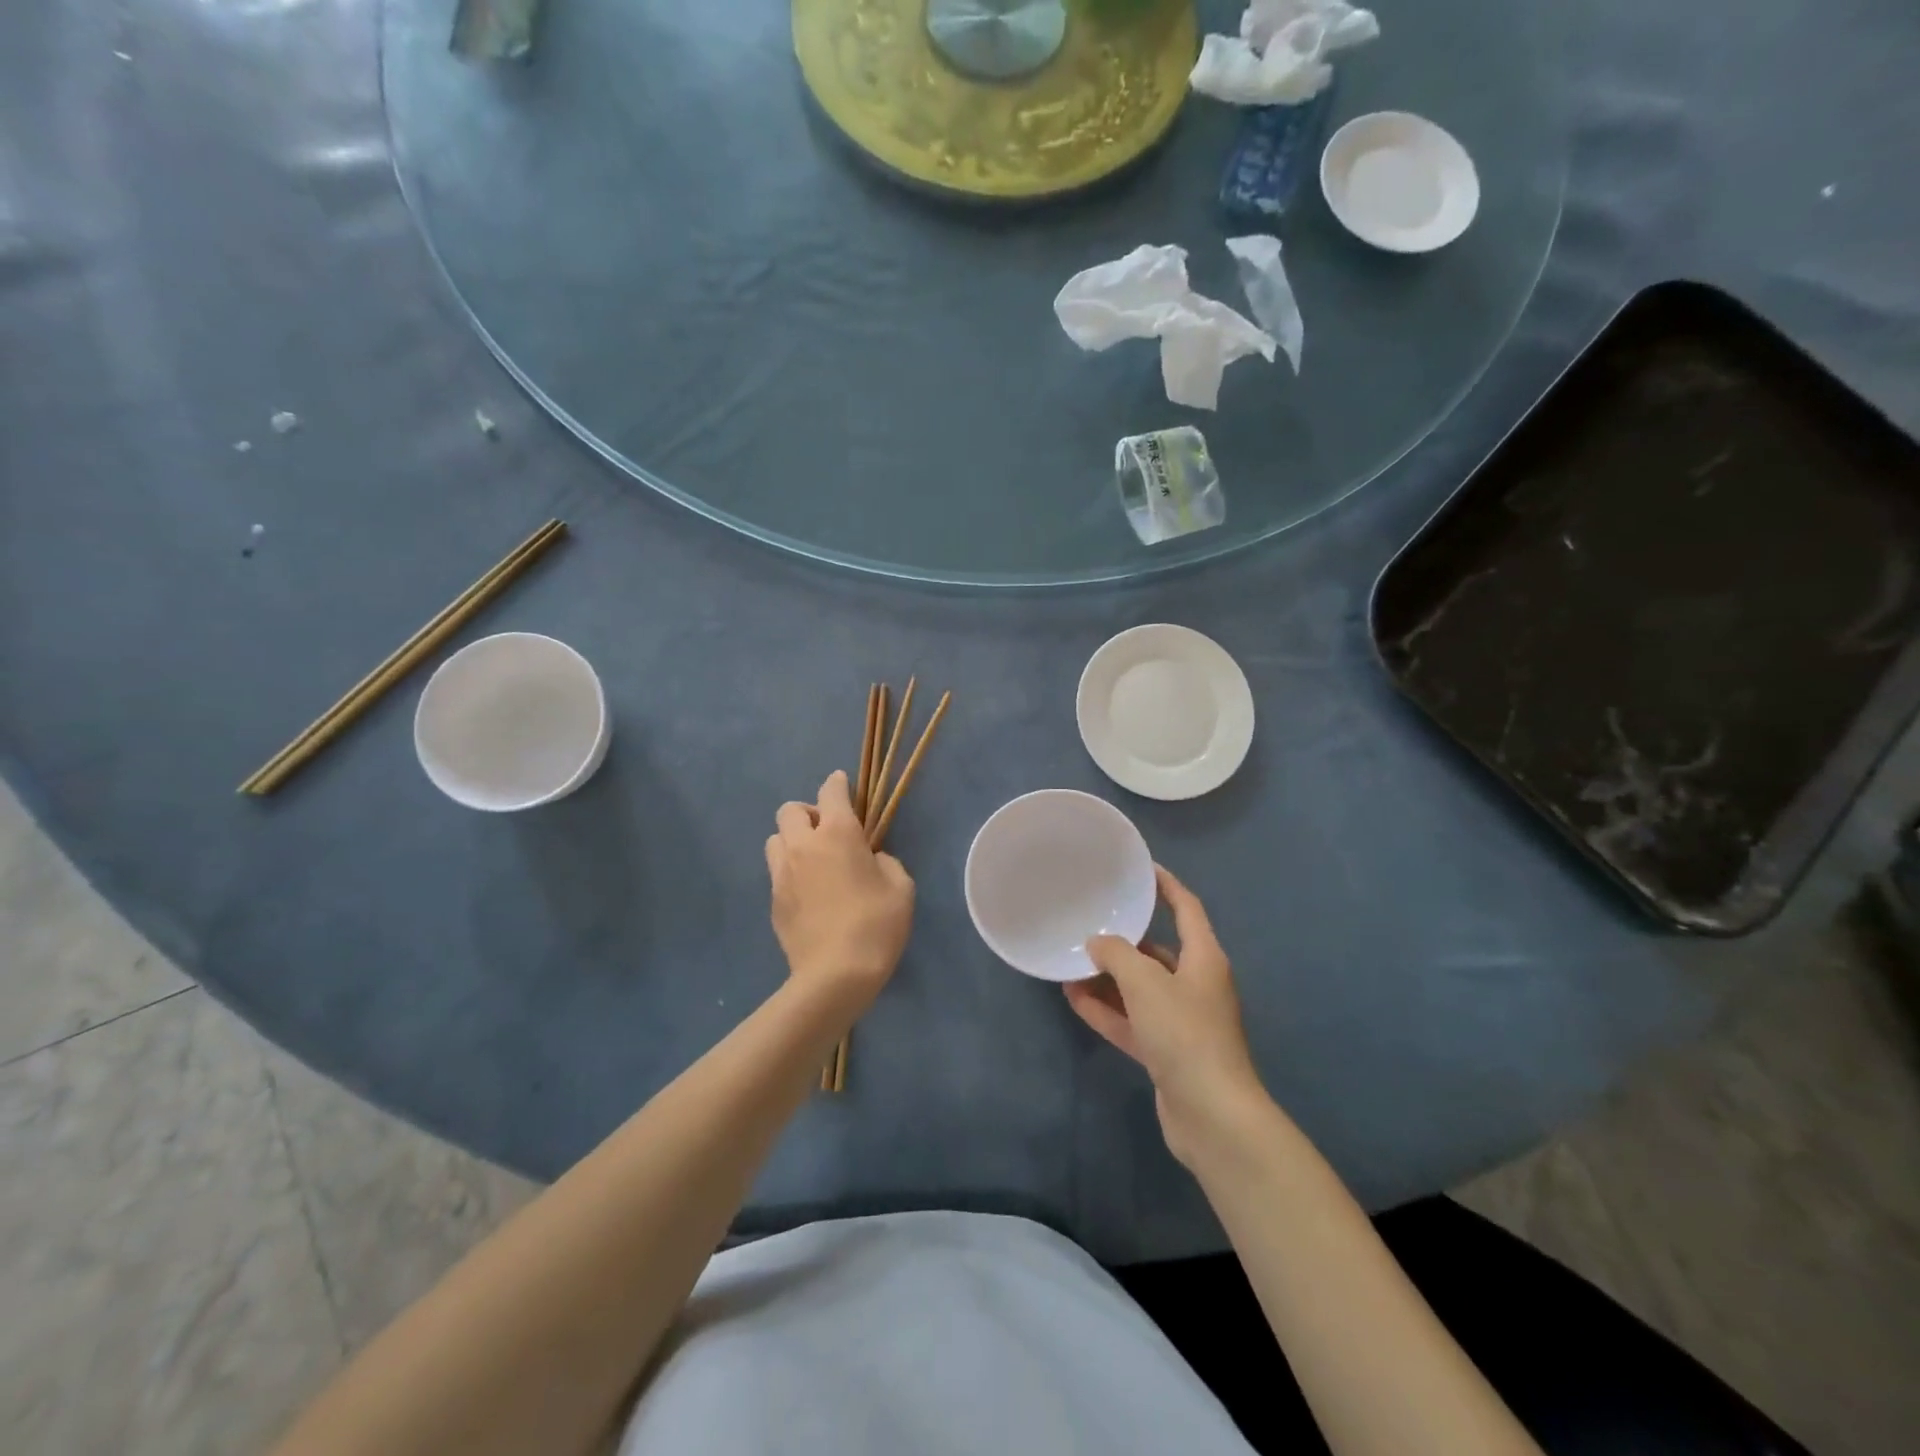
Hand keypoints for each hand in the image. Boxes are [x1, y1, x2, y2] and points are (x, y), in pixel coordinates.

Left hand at [765, 770, 914, 1015]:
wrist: (836, 974)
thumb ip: (885, 862)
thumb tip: (870, 860)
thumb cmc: (877, 924)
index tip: (842, 784)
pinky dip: (790, 872)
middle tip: (827, 832)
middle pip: (790, 810)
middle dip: (807, 813)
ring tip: (812, 861)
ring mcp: (782, 873)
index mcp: (838, 833)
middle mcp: (803, 845)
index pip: (830, 792)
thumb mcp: (901, 888)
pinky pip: (777, 873)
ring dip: (792, 841)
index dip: (837, 784)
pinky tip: (808, 893)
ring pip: (775, 839)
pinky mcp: (772, 901)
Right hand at [1065, 866, 1268, 1167]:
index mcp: (1204, 959)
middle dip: (1124, 940)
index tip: (1141, 869)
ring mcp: (1182, 1022)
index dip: (1166, 886)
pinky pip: (1132, 1021)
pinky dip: (1107, 1010)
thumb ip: (1117, 955)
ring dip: (1108, 978)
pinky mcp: (1167, 1052)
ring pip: (1140, 989)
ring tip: (1071, 962)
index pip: (1187, 908)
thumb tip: (1097, 943)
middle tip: (1089, 922)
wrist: (1213, 1116)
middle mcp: (1196, 985)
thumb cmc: (1184, 1033)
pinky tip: (1074, 999)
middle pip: (1158, 952)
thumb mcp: (1145, 983)